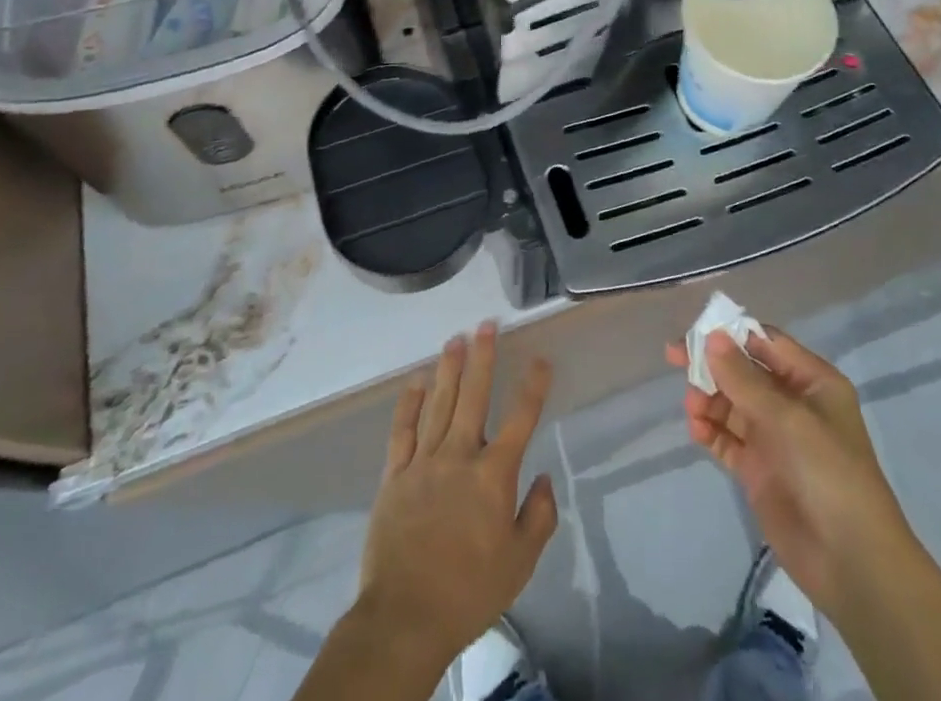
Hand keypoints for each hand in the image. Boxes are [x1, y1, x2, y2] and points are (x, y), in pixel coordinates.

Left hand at [359, 323, 557, 667]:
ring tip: (456, 340)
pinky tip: (415, 381)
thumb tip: (546, 479)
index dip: (533, 386)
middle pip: (474, 396)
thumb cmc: (470, 591)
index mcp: (493, 474)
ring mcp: (424, 462)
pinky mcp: (395, 475)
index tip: (540, 359)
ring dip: (449, 369)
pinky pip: (403, 430)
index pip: (520, 419)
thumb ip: (539, 517)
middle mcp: (460, 456)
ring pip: (439, 404)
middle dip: (483, 357)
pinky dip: (409, 403)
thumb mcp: (520, 563)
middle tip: (486, 325)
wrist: (406, 616)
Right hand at [665, 326, 911, 625]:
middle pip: (744, 371)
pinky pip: (727, 438)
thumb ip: (744, 378)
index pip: (766, 343)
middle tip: (674, 359)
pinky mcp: (759, 469)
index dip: (732, 334)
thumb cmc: (829, 473)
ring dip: (709, 399)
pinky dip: (710, 430)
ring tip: (692, 408)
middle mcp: (792, 403)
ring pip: (732, 403)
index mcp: (812, 381)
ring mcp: (775, 437)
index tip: (695, 332)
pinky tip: (697, 431)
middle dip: (712, 365)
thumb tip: (712, 337)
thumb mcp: (788, 418)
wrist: (852, 563)